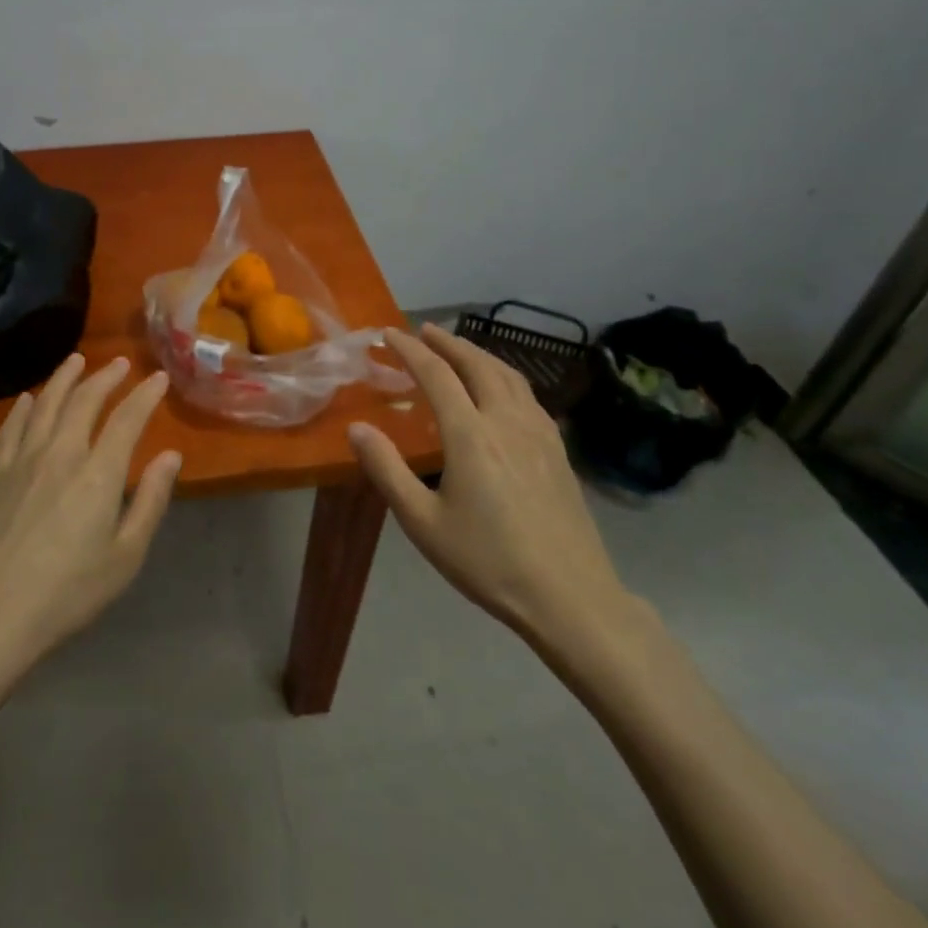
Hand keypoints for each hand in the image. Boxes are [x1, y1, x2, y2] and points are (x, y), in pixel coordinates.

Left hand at [0, 354, 182, 678]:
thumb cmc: (67, 594)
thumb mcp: (125, 557)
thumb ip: (150, 502)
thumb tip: (170, 456)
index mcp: (98, 474)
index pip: (127, 420)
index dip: (145, 395)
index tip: (158, 378)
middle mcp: (60, 454)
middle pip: (84, 401)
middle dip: (106, 377)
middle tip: (121, 363)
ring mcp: (22, 461)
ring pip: (45, 404)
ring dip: (64, 378)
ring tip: (77, 360)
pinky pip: (11, 427)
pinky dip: (23, 407)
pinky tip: (27, 398)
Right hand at [348, 324, 638, 664]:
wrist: (570, 597)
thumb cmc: (487, 561)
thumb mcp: (423, 522)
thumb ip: (387, 470)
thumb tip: (357, 428)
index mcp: (470, 435)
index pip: (436, 374)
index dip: (410, 350)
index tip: (389, 334)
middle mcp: (506, 421)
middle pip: (477, 364)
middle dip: (448, 342)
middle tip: (424, 331)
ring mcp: (539, 434)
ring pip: (508, 375)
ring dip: (479, 354)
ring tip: (459, 350)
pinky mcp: (558, 450)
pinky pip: (528, 395)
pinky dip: (505, 376)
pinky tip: (502, 390)